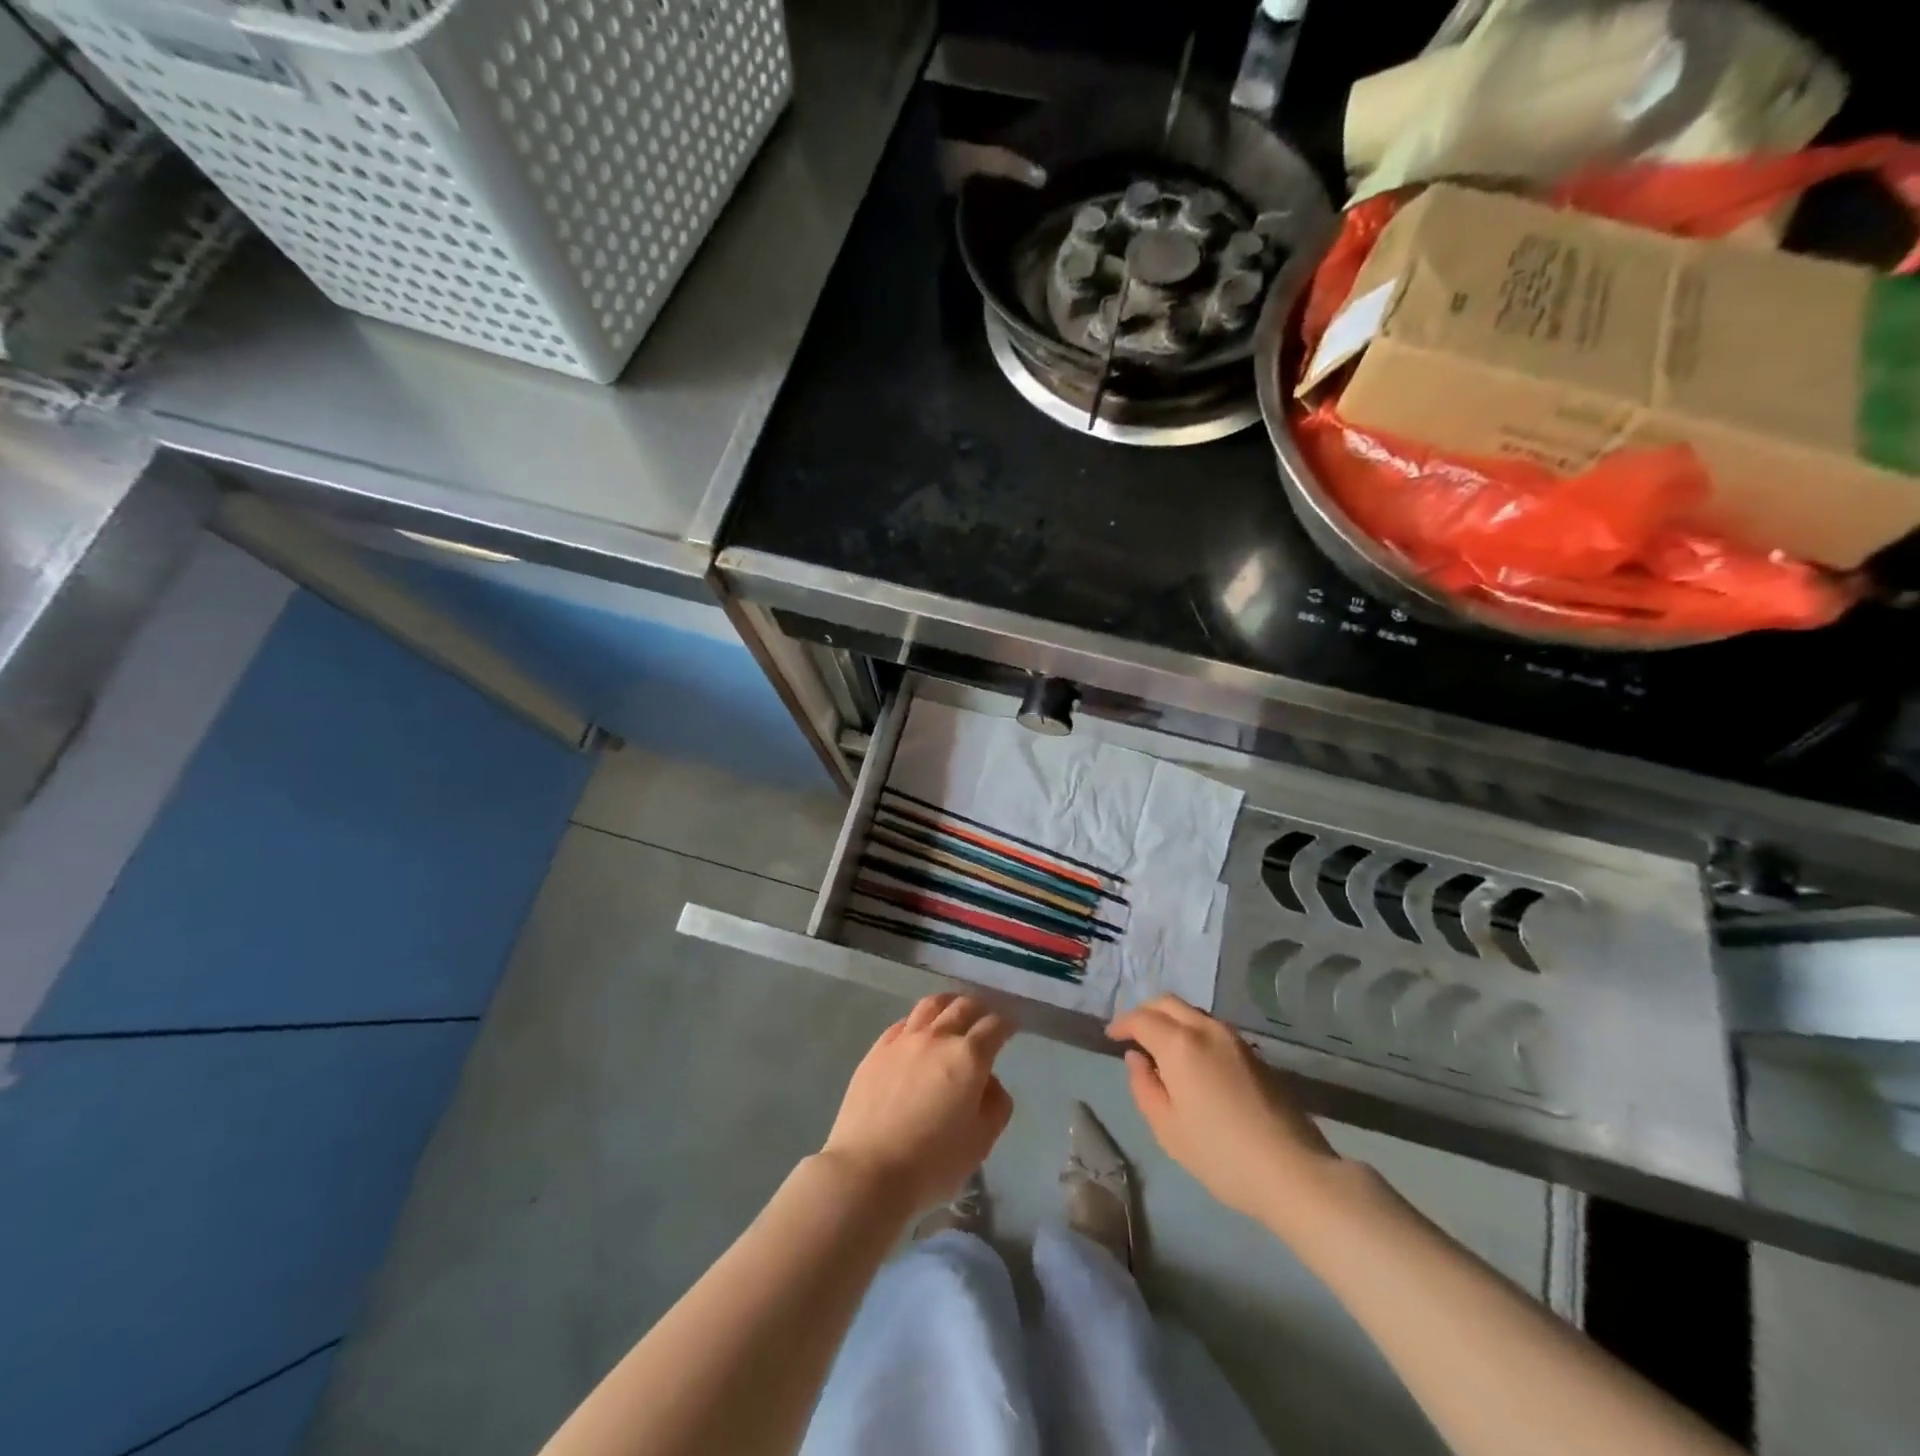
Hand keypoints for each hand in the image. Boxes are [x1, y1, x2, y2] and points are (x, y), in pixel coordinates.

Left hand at [821, 993, 1015, 1214]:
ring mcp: (904, 1039)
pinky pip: (904, 1022)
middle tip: (985, 1018)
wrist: (868, 1169)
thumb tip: (989, 1082)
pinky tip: (919, 1031)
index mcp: (968, 1057)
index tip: (1012, 1027)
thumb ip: (996, 1105)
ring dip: (949, 1003)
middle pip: (963, 1006)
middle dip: (980, 1008)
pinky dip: (920, 1020)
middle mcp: (938, 1037)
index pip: (994, 1026)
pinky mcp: (878, 1049)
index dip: (1007, 1024)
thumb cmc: (932, 1163)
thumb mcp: (981, 1142)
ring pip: (932, 1005)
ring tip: (953, 1010)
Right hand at [1108, 995, 1338, 1221]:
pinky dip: (1192, 1032)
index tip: (1111, 1037)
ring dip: (1171, 1019)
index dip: (1122, 1024)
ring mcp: (1234, 1039)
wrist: (1293, 1171)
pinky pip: (1212, 1028)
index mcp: (1180, 1044)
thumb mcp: (1167, 1128)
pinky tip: (1192, 1061)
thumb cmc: (1220, 1154)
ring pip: (1192, 1012)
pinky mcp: (1255, 1054)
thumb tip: (1137, 1058)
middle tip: (1133, 1035)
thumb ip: (1144, 1086)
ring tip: (1160, 1047)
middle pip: (1168, 1003)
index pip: (1141, 1018)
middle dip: (1145, 1012)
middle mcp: (1206, 1029)